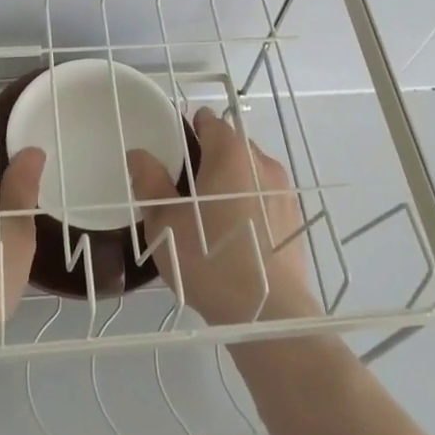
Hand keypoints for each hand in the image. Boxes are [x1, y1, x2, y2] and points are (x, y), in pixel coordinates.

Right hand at [127, 107, 317, 325]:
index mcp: (231, 154)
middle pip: (232, 145)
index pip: (210, 121)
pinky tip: (236, 236)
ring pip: (250, 172)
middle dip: (210, 158)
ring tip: (211, 216)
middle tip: (185, 189)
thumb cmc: (209, 259)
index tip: (174, 152)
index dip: (189, 129)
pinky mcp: (295, 219)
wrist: (268, 312)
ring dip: (231, 182)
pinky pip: (265, 197)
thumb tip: (139, 154)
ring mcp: (284, 191)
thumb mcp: (165, 222)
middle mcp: (262, 163)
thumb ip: (151, 182)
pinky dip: (249, 204)